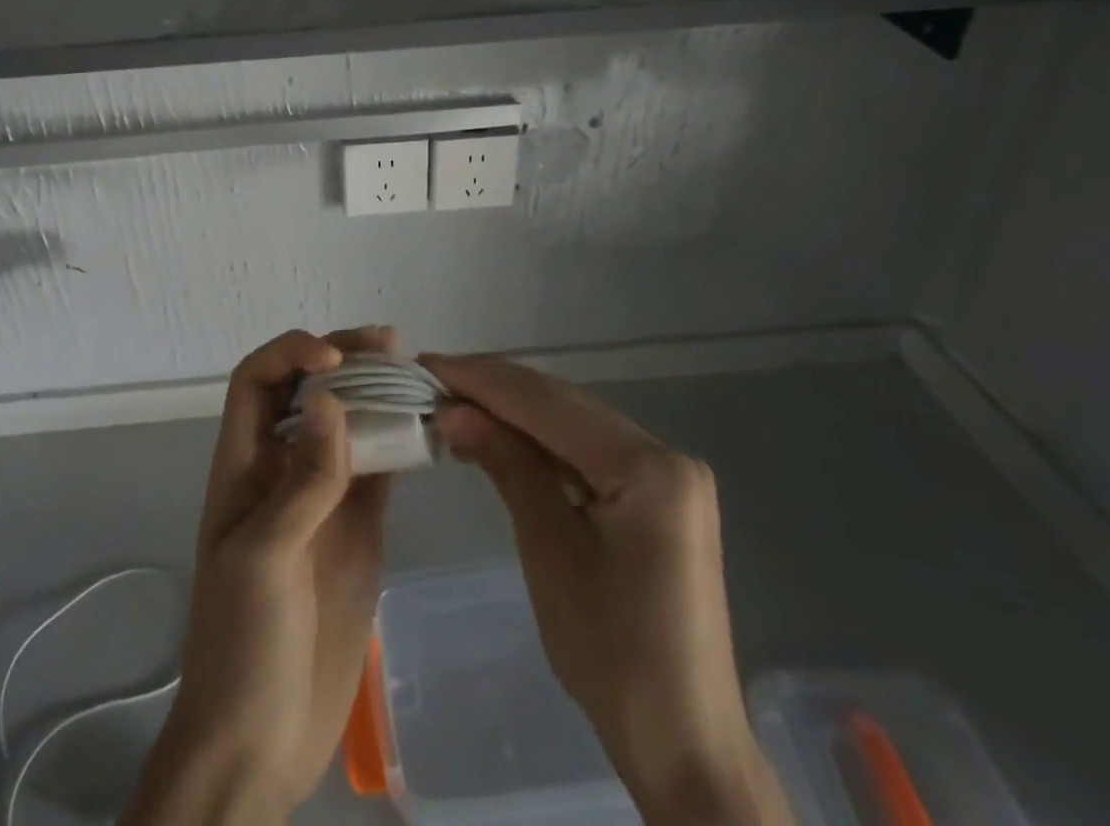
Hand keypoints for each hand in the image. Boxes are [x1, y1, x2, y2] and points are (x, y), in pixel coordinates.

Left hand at [124, 329, 392, 824]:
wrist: (261, 742)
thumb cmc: (242, 644)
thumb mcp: (264, 558)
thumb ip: (303, 481)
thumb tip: (332, 400)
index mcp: (244, 465)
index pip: (257, 381)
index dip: (290, 355)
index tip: (335, 363)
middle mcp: (283, 467)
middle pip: (307, 390)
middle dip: (342, 358)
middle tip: (391, 344)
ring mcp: (324, 495)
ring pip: (349, 422)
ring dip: (376, 392)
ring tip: (415, 373)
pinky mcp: (359, 527)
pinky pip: (380, 468)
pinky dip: (401, 441)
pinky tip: (426, 427)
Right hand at [424, 354, 790, 825]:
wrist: (684, 743)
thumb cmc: (611, 654)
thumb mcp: (548, 550)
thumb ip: (507, 464)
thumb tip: (452, 409)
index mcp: (648, 467)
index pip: (548, 404)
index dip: (482, 379)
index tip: (426, 365)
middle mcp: (665, 453)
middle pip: (563, 404)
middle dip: (495, 388)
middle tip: (431, 378)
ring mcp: (667, 472)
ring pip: (574, 421)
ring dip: (514, 410)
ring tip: (453, 400)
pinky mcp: (659, 492)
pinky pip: (588, 448)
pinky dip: (540, 440)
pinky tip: (500, 435)